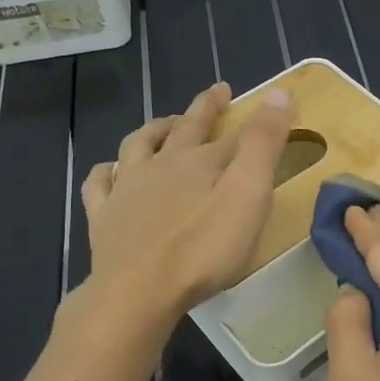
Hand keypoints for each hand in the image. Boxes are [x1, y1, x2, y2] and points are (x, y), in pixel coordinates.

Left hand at [83, 82, 293, 326]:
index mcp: (200, 161)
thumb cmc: (203, 248)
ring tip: (165, 124)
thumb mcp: (248, 194)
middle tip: (215, 94)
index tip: (266, 101)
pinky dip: (107, 171)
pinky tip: (110, 170)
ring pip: (138, 146)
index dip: (248, 116)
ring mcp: (127, 189)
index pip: (231, 132)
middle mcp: (162, 165)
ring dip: (155, 130)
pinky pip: (100, 184)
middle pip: (184, 130)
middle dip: (203, 110)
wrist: (139, 290)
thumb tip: (279, 90)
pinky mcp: (104, 218)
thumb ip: (263, 144)